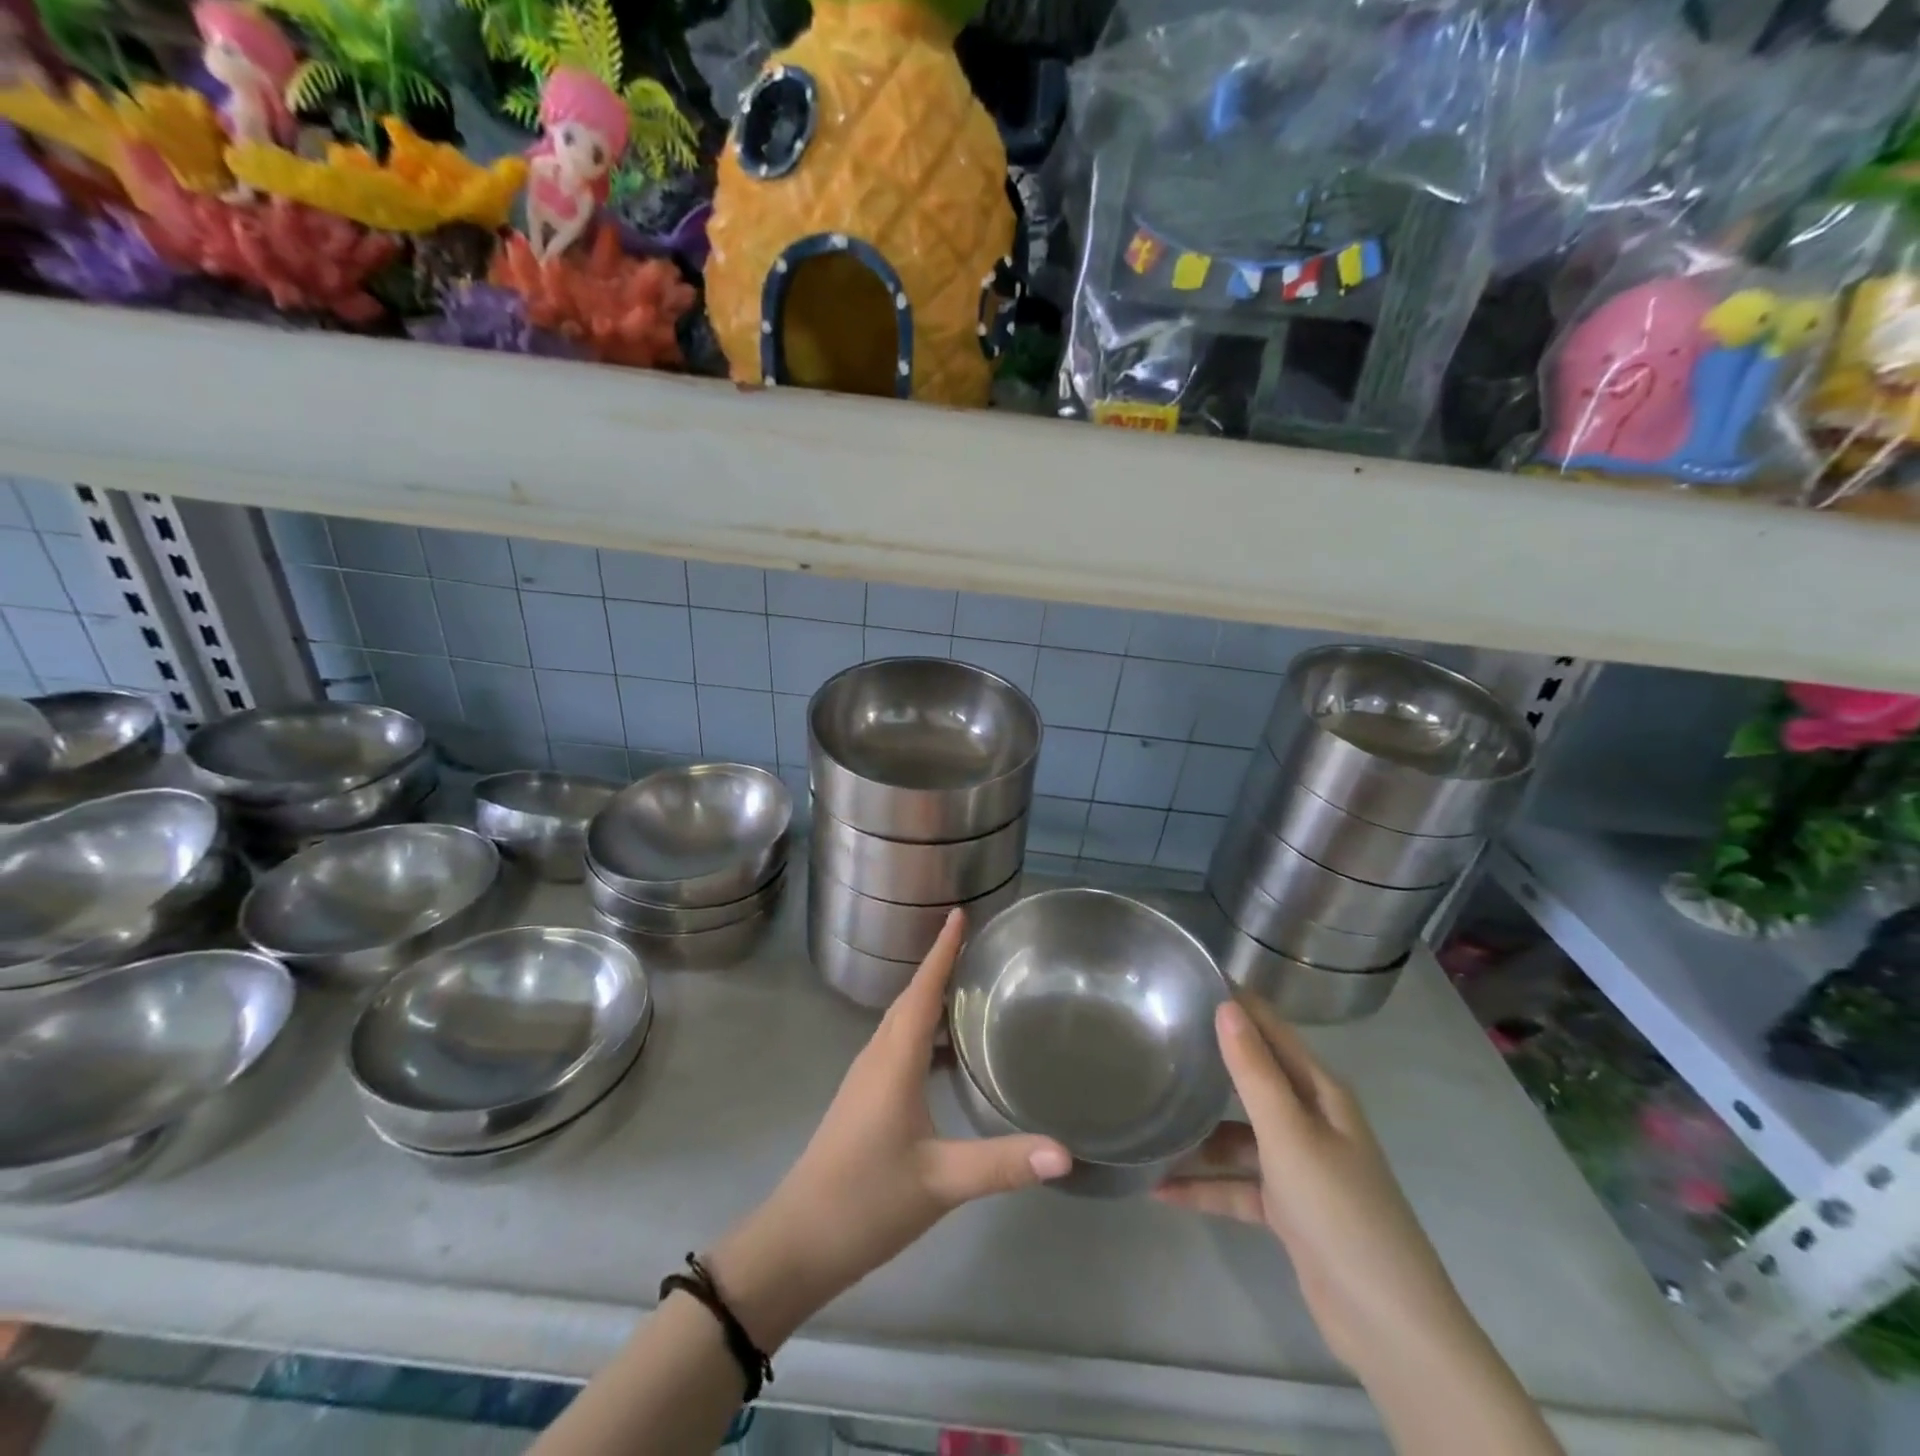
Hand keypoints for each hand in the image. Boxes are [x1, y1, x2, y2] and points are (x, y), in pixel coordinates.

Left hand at [710, 910, 1071, 1348]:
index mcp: (893, 1060)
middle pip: (911, 998)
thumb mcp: (941, 1181)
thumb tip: (1065, 1151)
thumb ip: (1002, 1164)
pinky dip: (925, 1034)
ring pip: (903, 1023)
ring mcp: (867, 1079)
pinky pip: (899, 1047)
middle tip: (979, 945)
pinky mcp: (865, 1099)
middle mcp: (877, 1057)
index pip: (921, 990)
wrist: (798, 1242)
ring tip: (972, 991)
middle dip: (941, 966)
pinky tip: (950, 1056)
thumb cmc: (866, 1201)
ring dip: (932, 999)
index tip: (959, 913)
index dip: (942, 951)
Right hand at [1156, 997, 1472, 1371]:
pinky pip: (1236, 1185)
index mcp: (1320, 1093)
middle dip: (1208, 1063)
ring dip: (1197, 1136)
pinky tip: (1158, 1189)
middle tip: (1152, 1039)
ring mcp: (1298, 1167)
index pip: (1272, 1031)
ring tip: (1146, 1120)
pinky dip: (1203, 1186)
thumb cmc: (1339, 1210)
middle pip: (1251, 1080)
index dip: (1236, 1004)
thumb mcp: (1289, 1134)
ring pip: (1237, 1137)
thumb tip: (1225, 1005)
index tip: (1189, 979)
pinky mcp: (1287, 1210)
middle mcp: (1310, 1120)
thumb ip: (1253, 1071)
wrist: (1388, 1325)